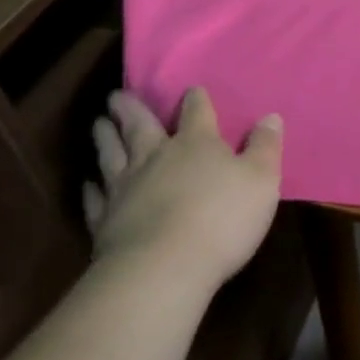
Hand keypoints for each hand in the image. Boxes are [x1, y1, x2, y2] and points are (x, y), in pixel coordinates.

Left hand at [82, 88, 282, 291]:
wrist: (162, 270)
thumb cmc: (222, 219)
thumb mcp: (261, 180)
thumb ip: (265, 148)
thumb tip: (270, 117)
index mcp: (197, 144)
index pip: (197, 112)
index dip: (196, 100)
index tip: (191, 90)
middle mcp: (157, 157)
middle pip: (141, 127)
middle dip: (132, 109)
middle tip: (116, 96)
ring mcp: (126, 189)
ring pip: (112, 155)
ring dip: (105, 138)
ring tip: (98, 124)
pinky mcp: (105, 222)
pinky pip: (96, 199)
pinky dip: (91, 189)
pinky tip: (88, 184)